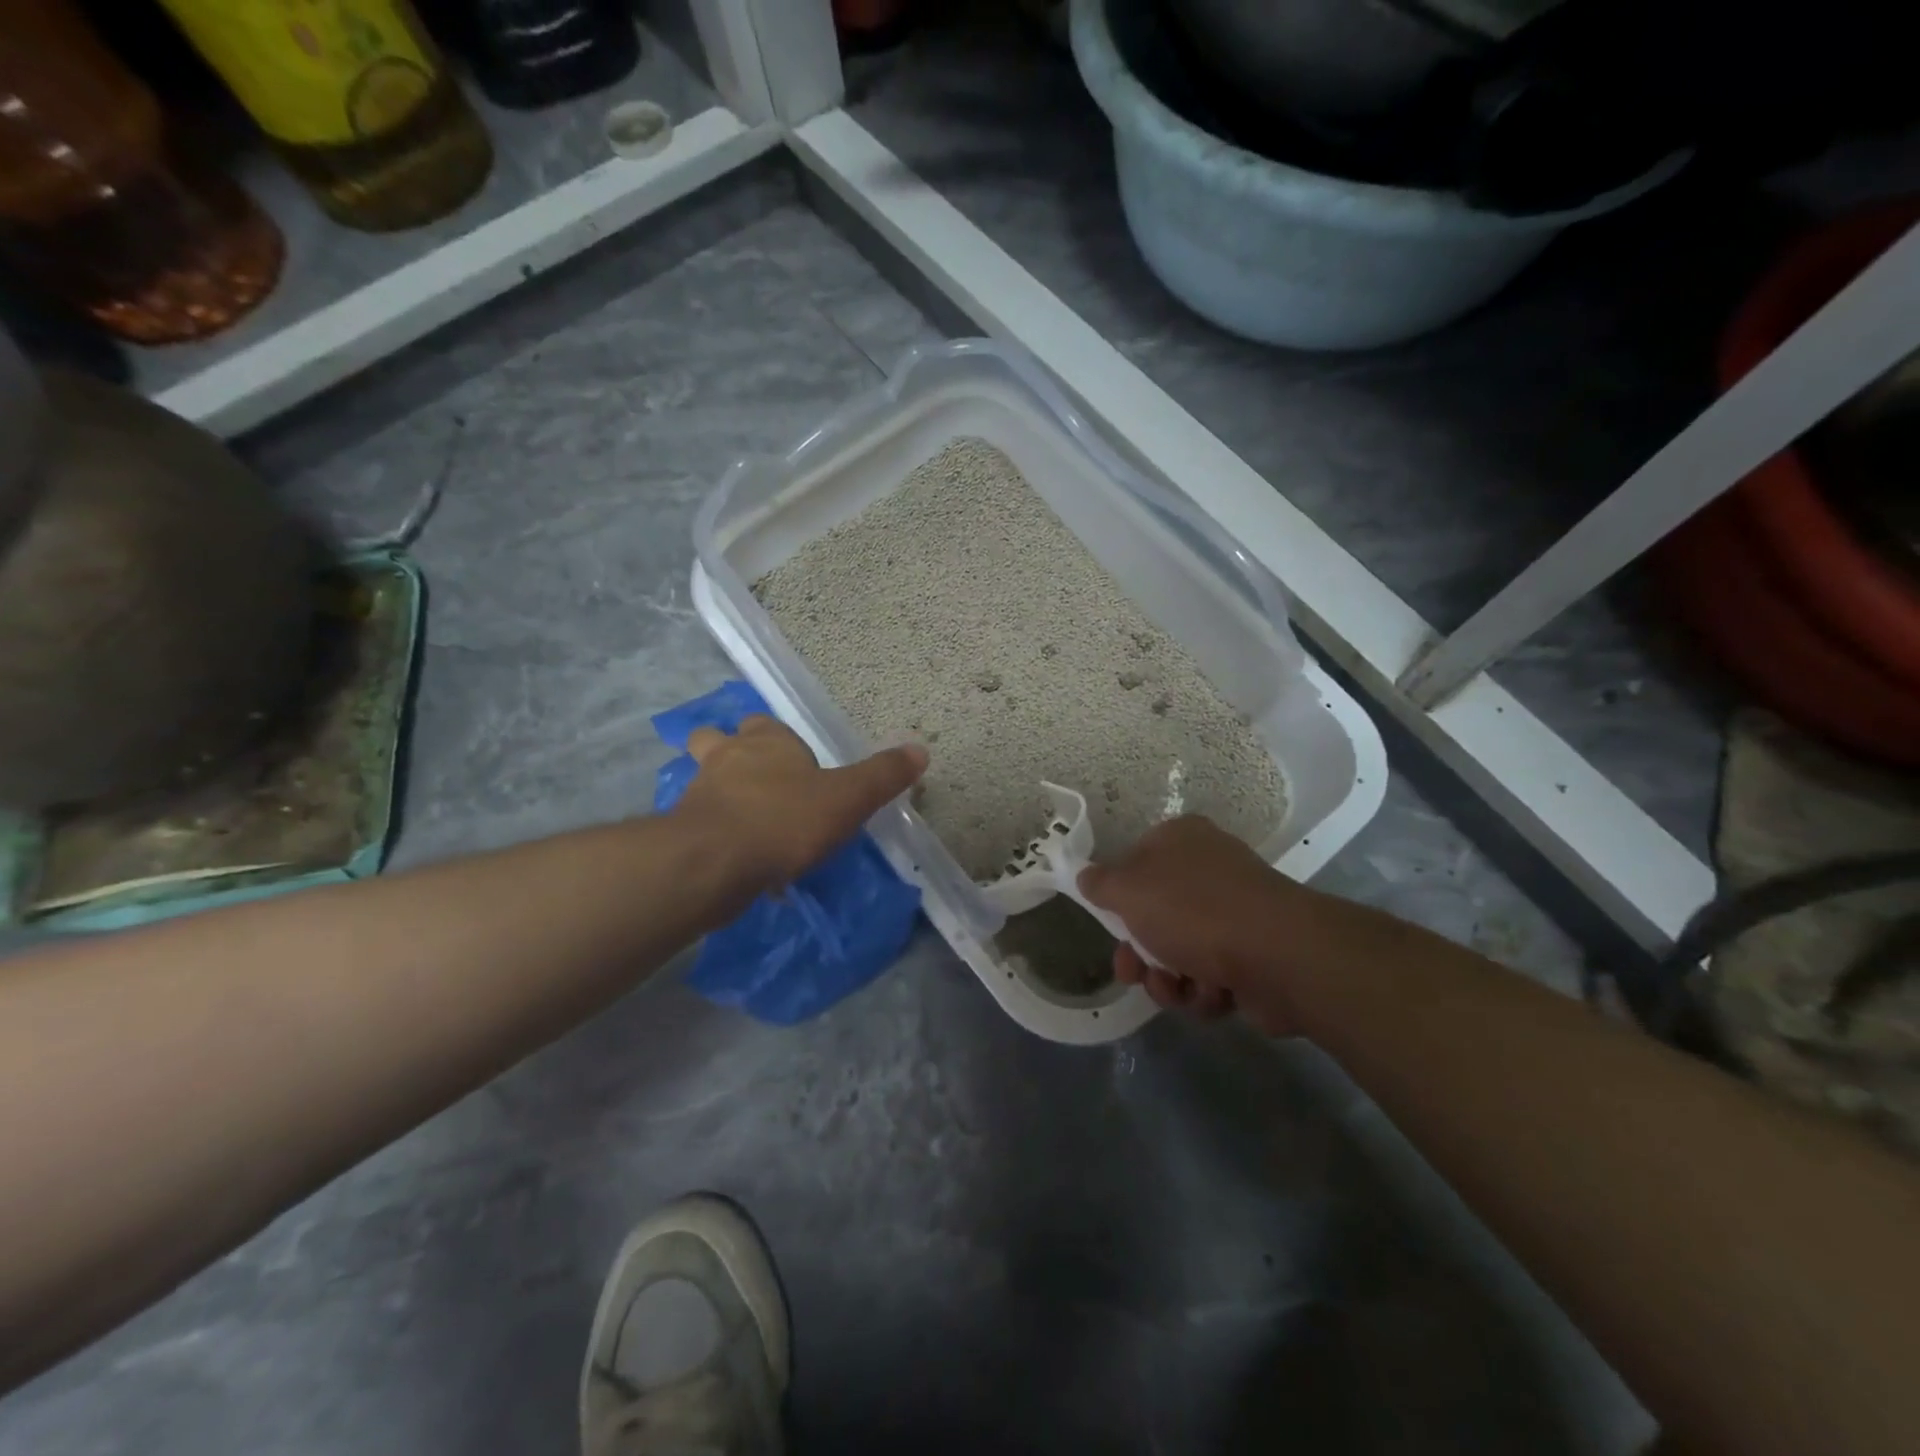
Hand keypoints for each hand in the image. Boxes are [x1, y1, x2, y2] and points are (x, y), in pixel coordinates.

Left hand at [677, 716, 927, 892]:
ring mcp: (698, 792)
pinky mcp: (681, 830)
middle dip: (730, 752)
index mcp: (767, 741)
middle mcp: (726, 757)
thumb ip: (882, 776)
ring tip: (744, 821)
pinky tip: (735, 859)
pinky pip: (699, 824)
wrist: (713, 862)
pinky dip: (714, 834)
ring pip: (702, 782)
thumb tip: (921, 749)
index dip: (778, 740)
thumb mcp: (847, 798)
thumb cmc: (785, 820)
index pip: (766, 725)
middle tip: (756, 782)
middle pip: (716, 740)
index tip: (796, 765)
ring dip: (718, 794)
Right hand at [1078, 816, 1302, 1034]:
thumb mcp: (1128, 890)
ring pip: (1180, 951)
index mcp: (1181, 840)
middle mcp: (1209, 869)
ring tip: (1177, 989)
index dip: (1118, 896)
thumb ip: (1100, 883)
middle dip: (1140, 952)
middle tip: (1133, 972)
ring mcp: (1235, 912)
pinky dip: (1204, 991)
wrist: (1278, 956)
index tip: (1109, 923)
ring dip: (1169, 978)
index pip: (1135, 861)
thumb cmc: (1193, 911)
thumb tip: (1086, 876)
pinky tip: (1211, 995)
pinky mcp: (1255, 954)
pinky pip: (1212, 975)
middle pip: (1155, 914)